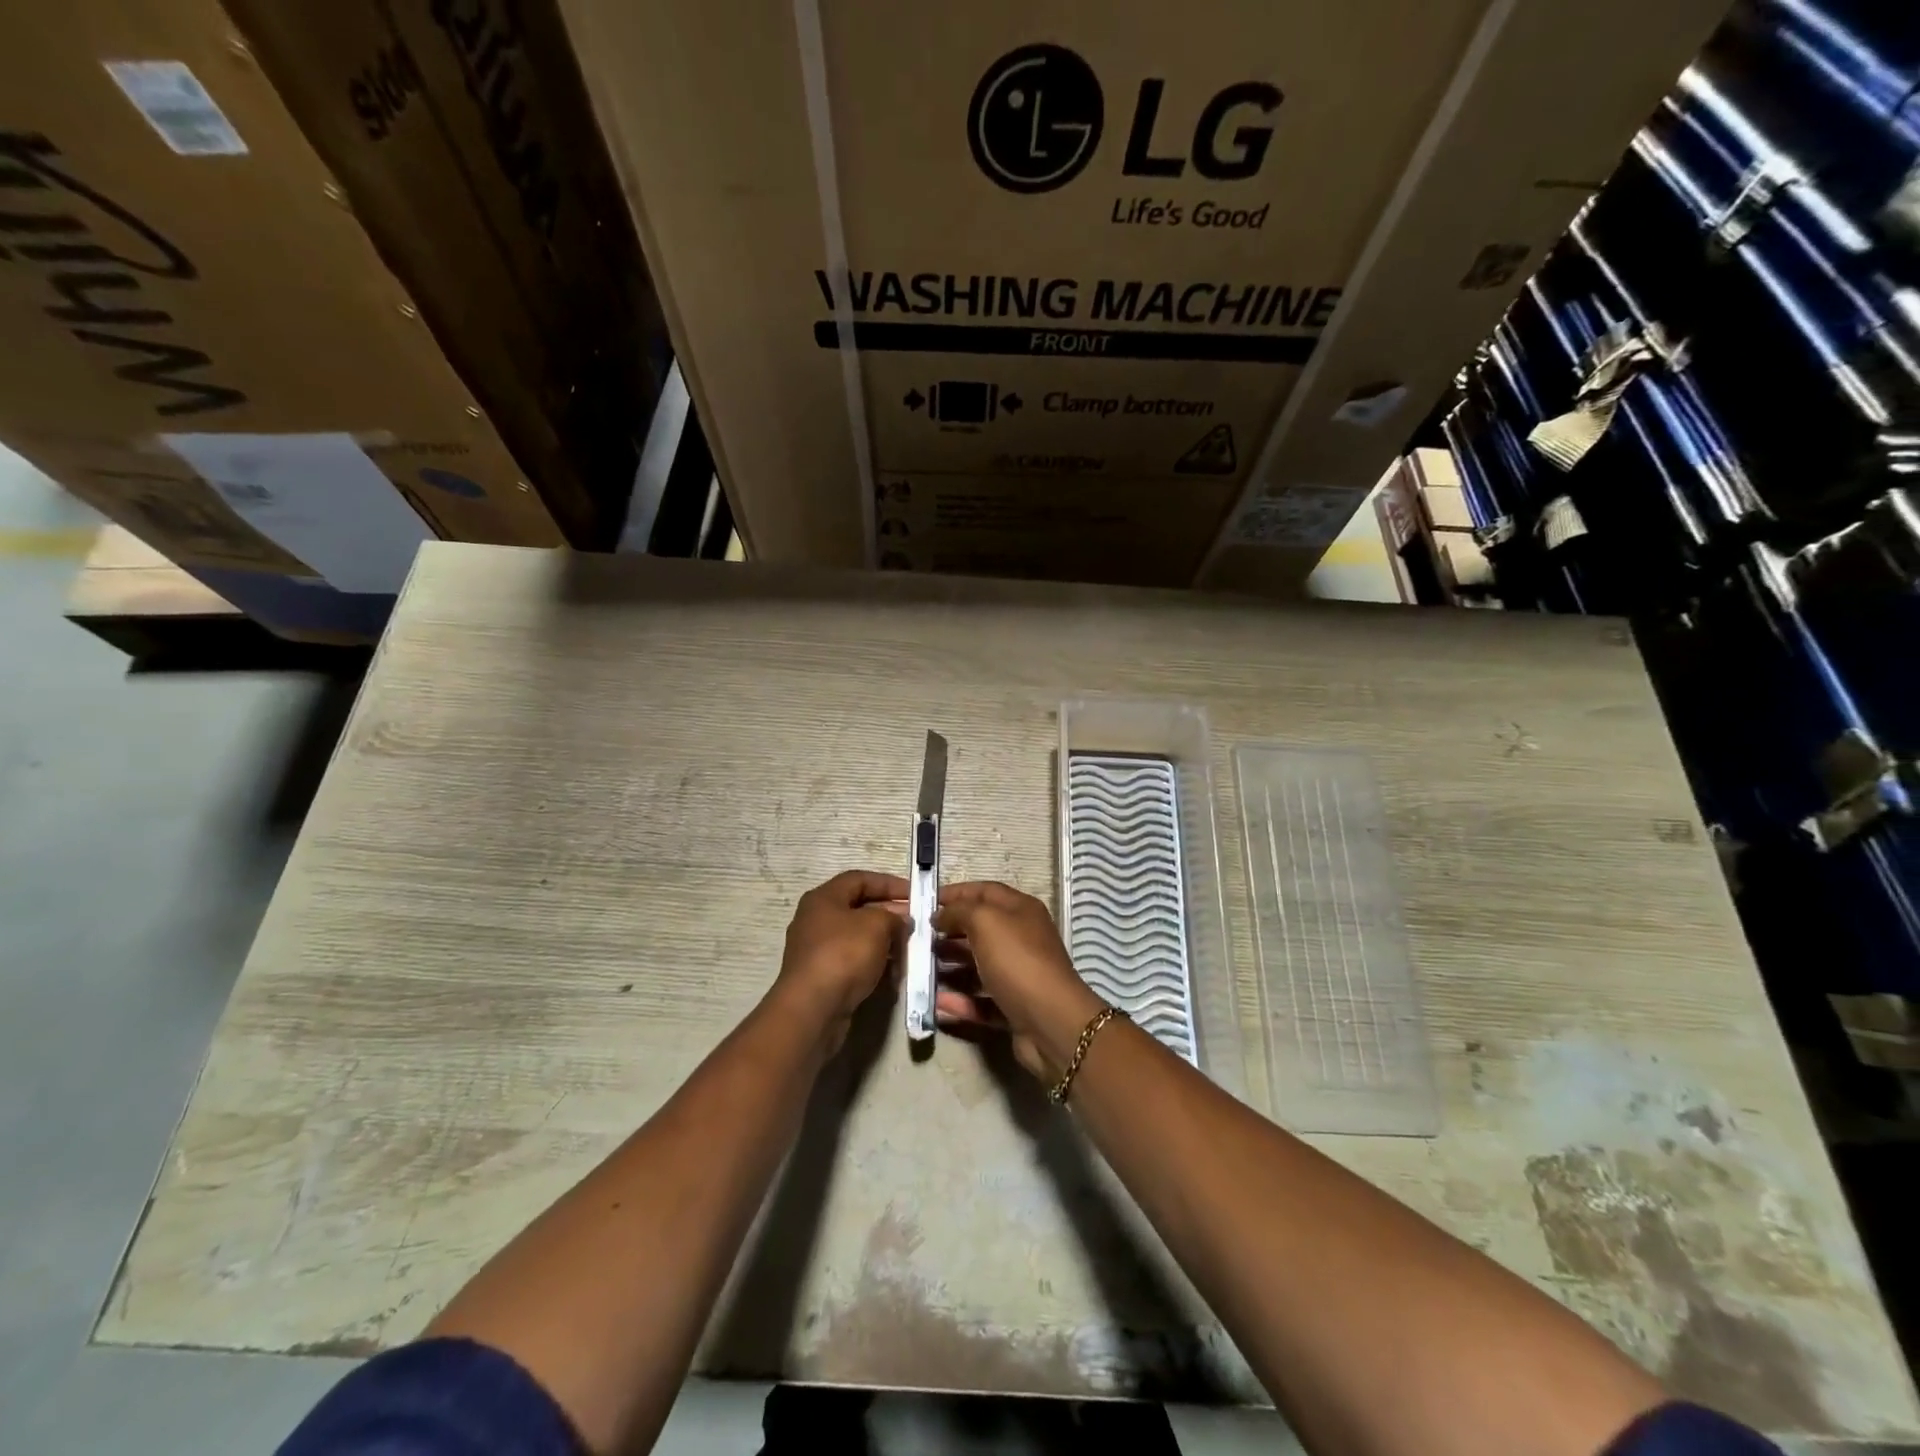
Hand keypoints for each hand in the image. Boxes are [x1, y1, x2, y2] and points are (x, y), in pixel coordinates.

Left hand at [772, 870, 908, 1054]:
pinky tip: (893, 972)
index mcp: (823, 898)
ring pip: (858, 937)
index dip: (889, 883)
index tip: (914, 894)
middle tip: (915, 923)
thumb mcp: (877, 925)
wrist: (813, 1008)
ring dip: (884, 941)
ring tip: (909, 948)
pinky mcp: (822, 976)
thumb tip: (901, 921)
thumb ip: (894, 917)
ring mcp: (817, 950)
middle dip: (890, 914)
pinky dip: (873, 962)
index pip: (860, 879)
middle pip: (859, 908)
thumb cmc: (844, 954)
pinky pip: (853, 961)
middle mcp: (816, 919)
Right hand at [933, 882, 1103, 1081]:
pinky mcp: (1013, 1006)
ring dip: (949, 967)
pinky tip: (936, 1003)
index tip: (924, 901)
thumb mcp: (985, 922)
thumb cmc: (1017, 961)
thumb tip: (941, 915)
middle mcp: (1021, 938)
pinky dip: (959, 1001)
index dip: (955, 893)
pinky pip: (980, 1000)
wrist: (1051, 1023)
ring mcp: (1018, 974)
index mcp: (1021, 910)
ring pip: (977, 966)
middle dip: (948, 932)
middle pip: (979, 929)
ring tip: (920, 970)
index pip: (984, 892)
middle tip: (917, 939)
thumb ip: (959, 911)